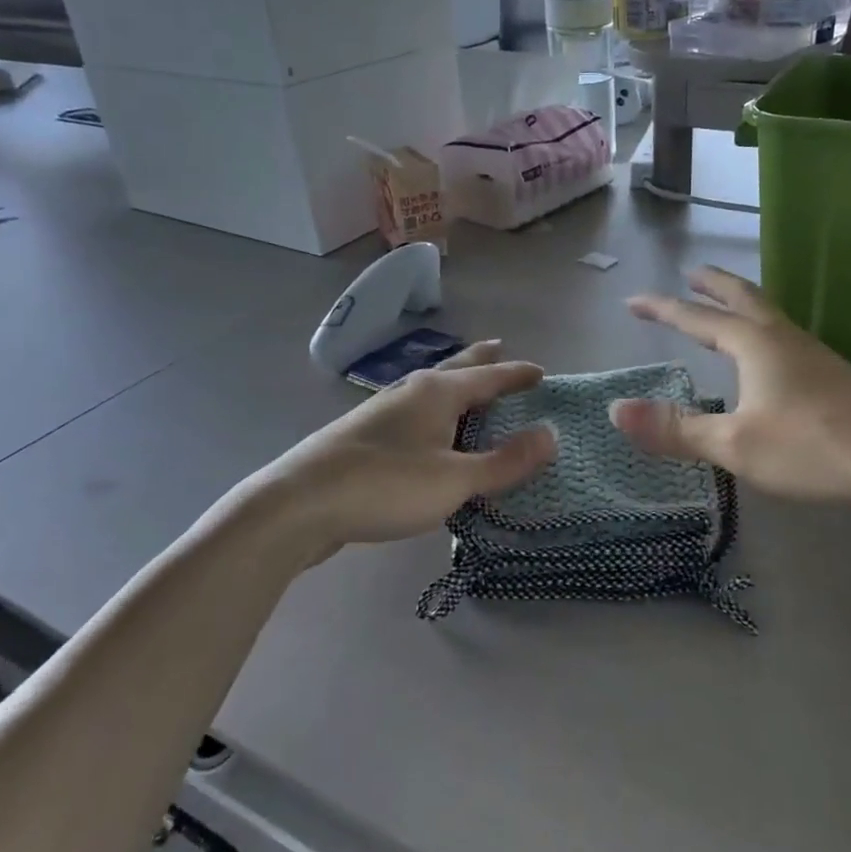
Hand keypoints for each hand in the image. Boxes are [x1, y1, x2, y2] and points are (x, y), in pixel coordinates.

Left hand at [263, 342, 555, 548]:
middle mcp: (410, 391)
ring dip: (454, 386)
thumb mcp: (456, 479)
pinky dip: (433, 412)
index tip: (540, 372)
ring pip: (429, 389)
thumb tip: (552, 435)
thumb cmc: (386, 485)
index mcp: (437, 392)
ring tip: (467, 389)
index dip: (516, 374)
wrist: (298, 504)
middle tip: (499, 348)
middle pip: (454, 368)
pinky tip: (425, 430)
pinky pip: (412, 413)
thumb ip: (505, 461)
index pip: (488, 375)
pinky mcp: (363, 435)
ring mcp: (382, 411)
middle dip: (480, 361)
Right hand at [612, 268, 850, 512]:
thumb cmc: (811, 449)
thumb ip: (676, 428)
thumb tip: (616, 411)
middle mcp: (784, 339)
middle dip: (713, 285)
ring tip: (726, 309)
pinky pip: (786, 339)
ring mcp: (814, 355)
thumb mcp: (734, 445)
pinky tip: (769, 358)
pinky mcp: (834, 377)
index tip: (634, 301)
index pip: (699, 319)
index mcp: (757, 345)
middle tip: (692, 273)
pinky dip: (763, 332)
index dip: (664, 310)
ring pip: (770, 316)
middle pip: (744, 298)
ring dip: (742, 304)